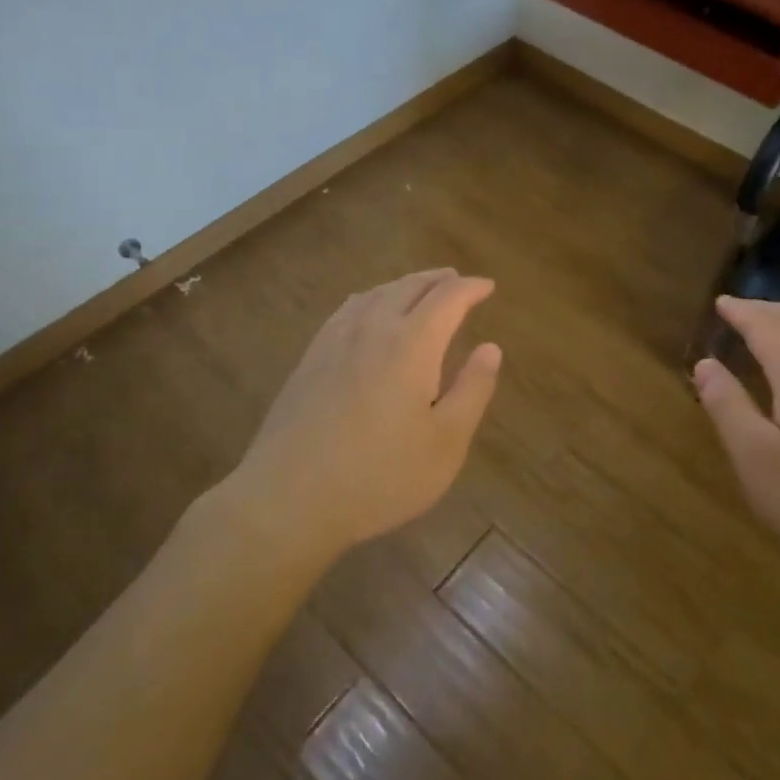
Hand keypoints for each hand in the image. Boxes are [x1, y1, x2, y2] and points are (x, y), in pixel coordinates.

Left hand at [229, 268, 501, 555]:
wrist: (288, 499)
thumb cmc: (380, 476)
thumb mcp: (446, 443)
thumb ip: (472, 390)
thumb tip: (491, 348)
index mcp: (412, 344)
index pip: (447, 298)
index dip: (471, 288)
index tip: (488, 286)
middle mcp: (373, 328)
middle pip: (409, 286)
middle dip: (438, 280)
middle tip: (457, 280)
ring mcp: (335, 340)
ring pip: (376, 294)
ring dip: (404, 285)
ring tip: (419, 290)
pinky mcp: (310, 358)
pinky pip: (348, 310)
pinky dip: (370, 299)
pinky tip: (367, 311)